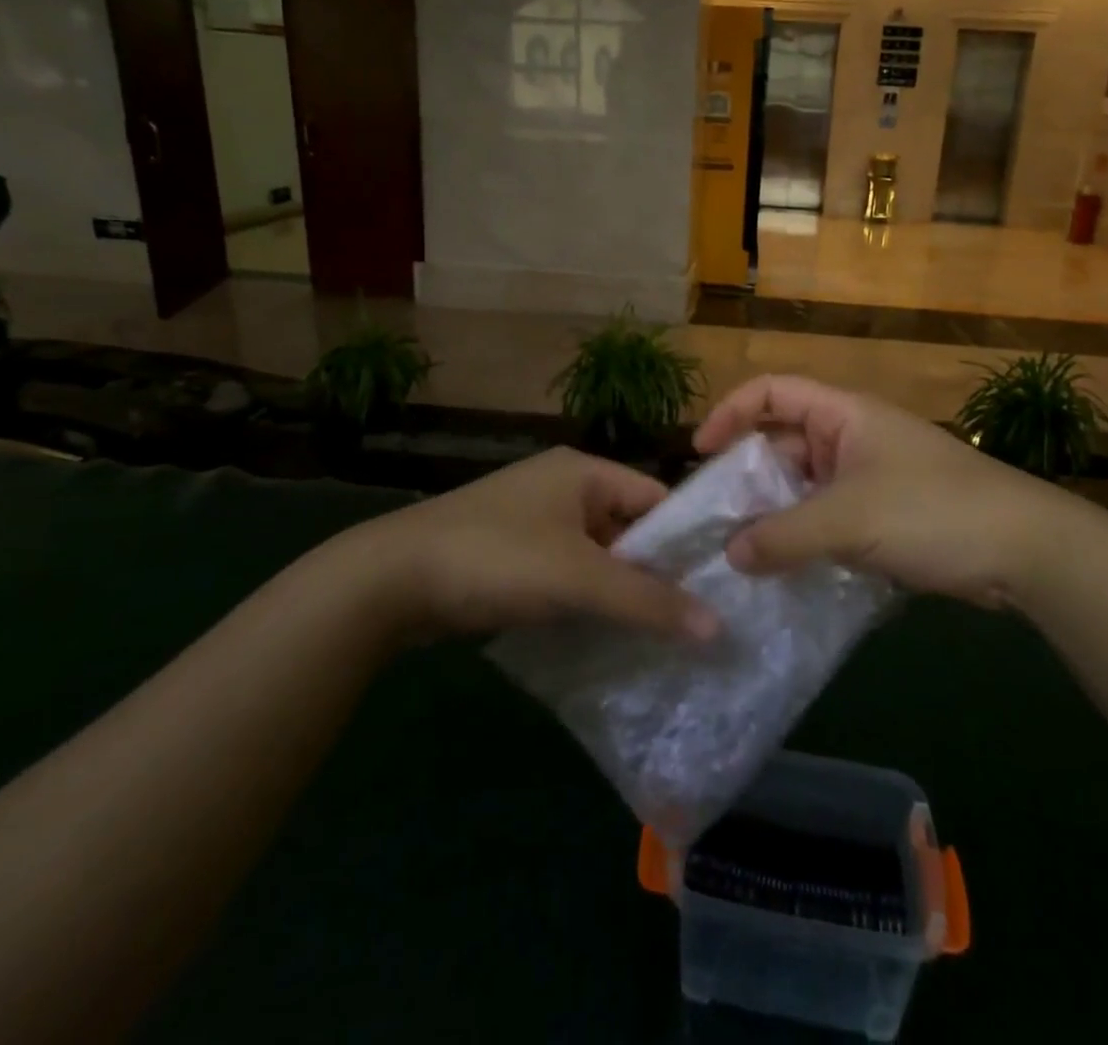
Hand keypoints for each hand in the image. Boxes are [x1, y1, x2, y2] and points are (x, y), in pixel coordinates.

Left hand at [312, 447, 719, 641]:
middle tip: (691, 621)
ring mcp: (532, 519)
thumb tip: (718, 628)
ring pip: (596, 554)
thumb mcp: (578, 578)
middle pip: (627, 528)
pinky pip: (565, 571)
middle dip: (652, 573)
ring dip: (618, 591)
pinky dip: (583, 598)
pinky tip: (603, 634)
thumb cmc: (497, 558)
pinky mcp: (509, 552)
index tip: (716, 586)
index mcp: (584, 471)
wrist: (390, 580)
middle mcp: (562, 486)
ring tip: (656, 636)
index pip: (655, 498)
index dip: (685, 540)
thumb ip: (648, 602)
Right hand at [694, 375, 1107, 609]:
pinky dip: (804, 538)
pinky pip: (828, 518)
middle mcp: (852, 438)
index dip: (731, 413)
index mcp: (843, 414)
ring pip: (804, 487)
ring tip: (739, 551)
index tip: (700, 453)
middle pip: (783, 443)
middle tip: (714, 518)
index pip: (772, 392)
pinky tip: (783, 570)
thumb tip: (730, 555)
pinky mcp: (885, 516)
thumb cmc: (933, 511)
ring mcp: (870, 477)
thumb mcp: (848, 520)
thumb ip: (782, 536)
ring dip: (774, 514)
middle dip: (747, 476)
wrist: (1027, 552)